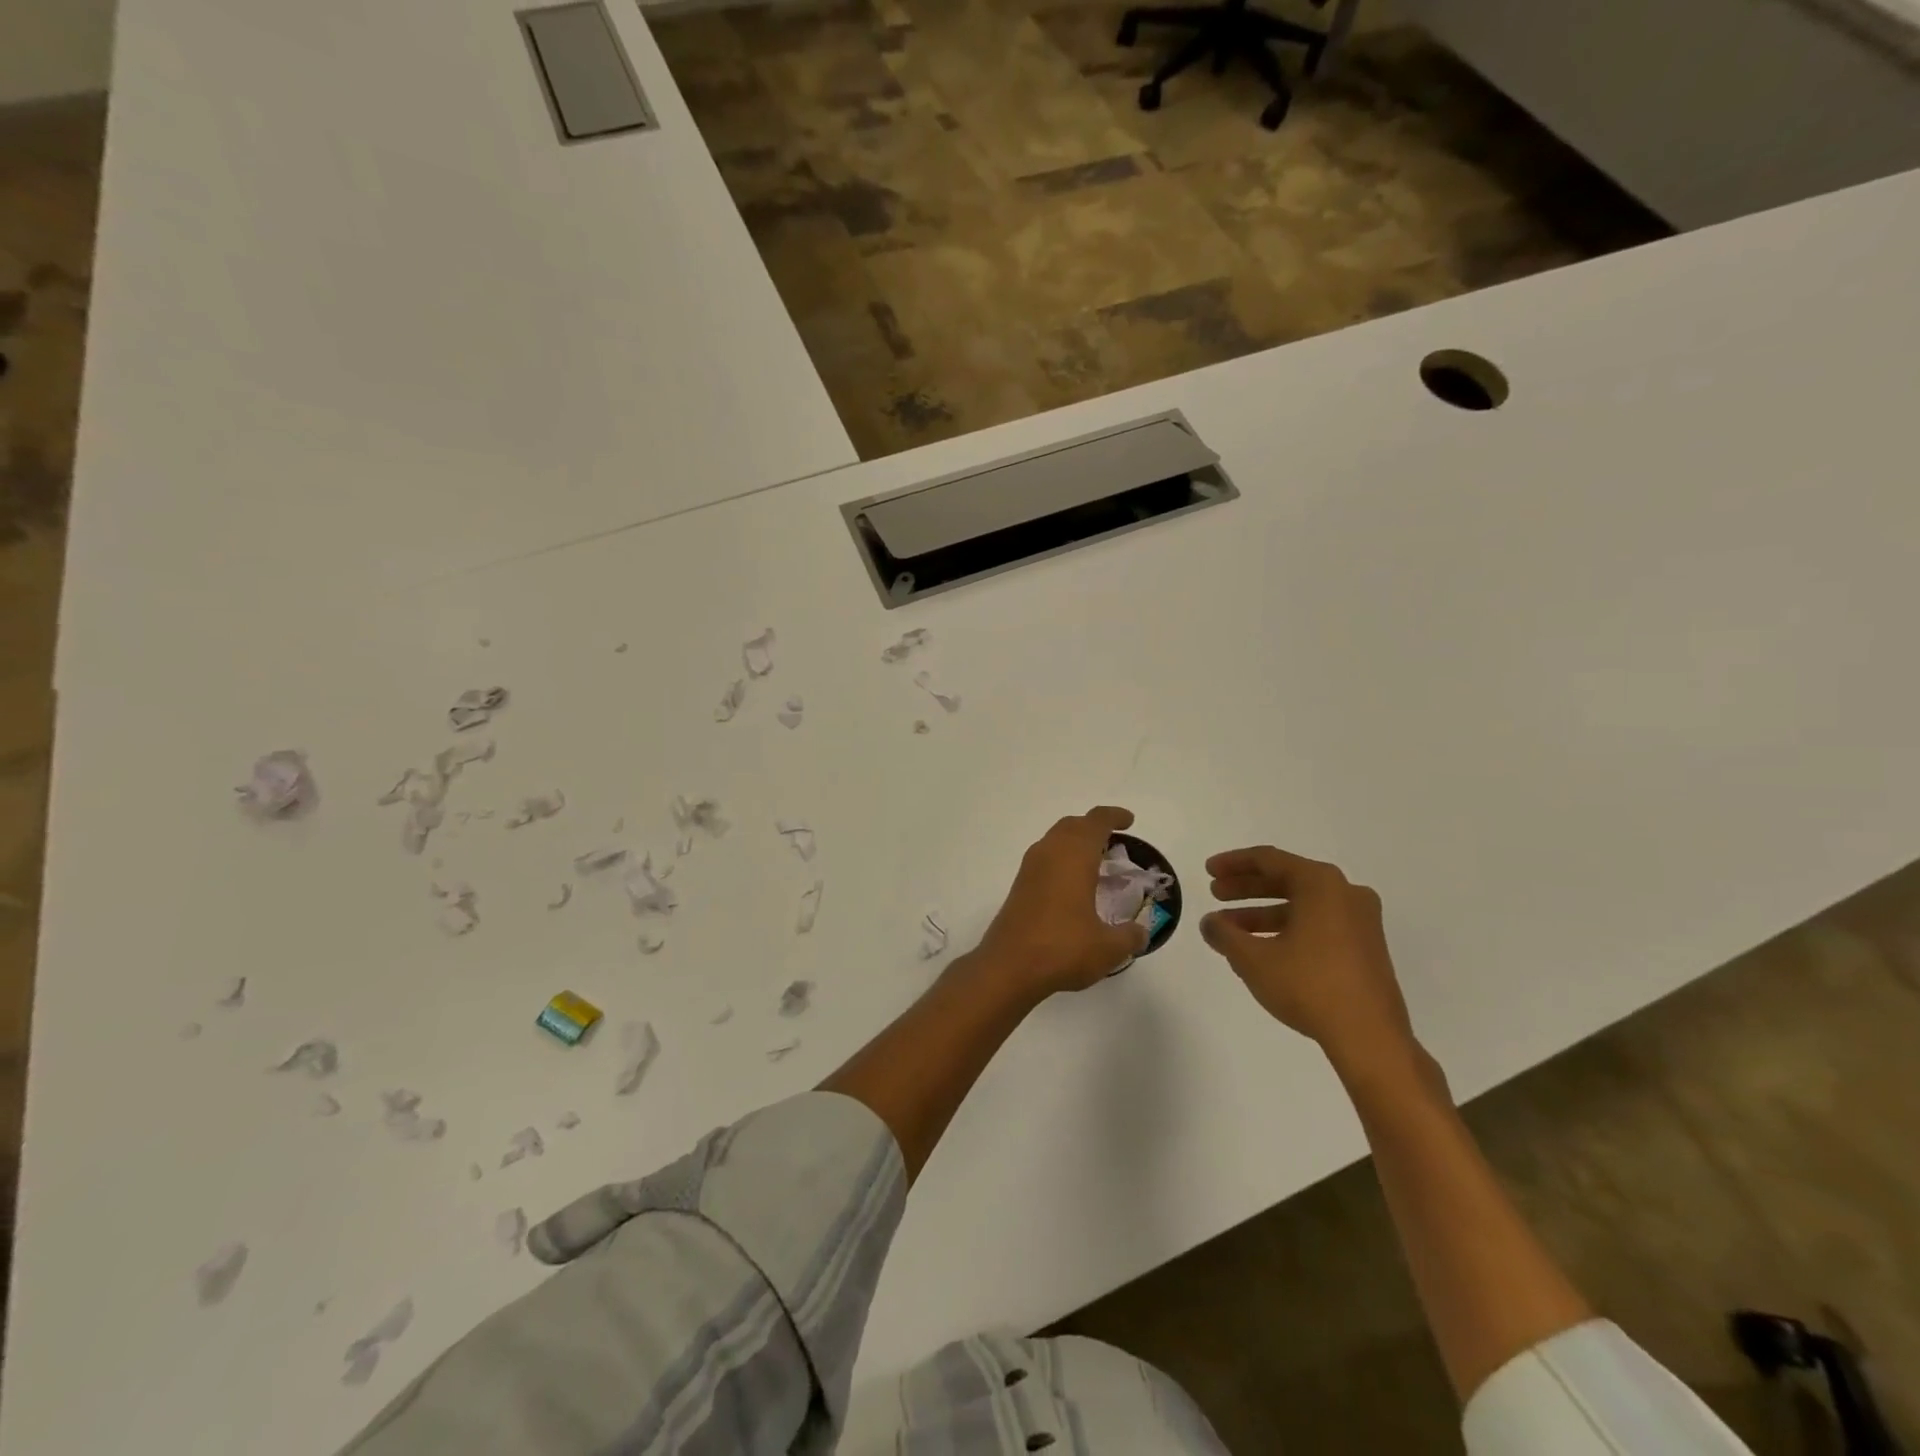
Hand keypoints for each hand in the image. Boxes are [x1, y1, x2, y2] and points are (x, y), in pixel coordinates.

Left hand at [976, 806, 1150, 995]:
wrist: (1008, 966)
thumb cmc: (1063, 948)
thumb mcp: (1108, 948)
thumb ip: (1129, 937)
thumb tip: (1140, 933)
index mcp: (1074, 856)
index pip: (1096, 822)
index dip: (1114, 817)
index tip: (1128, 821)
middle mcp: (1049, 854)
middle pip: (1072, 825)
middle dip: (1092, 827)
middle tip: (1113, 841)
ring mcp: (1030, 869)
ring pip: (1054, 840)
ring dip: (1074, 843)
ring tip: (1095, 862)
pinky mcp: (1019, 886)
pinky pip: (1044, 859)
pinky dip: (1061, 860)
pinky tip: (1072, 886)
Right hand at [1200, 846, 1418, 1078]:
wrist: (1370, 1037)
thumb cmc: (1309, 985)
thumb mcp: (1253, 958)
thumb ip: (1224, 934)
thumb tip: (1210, 923)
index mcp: (1321, 884)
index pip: (1268, 860)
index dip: (1233, 863)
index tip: (1208, 871)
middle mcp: (1345, 893)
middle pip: (1286, 880)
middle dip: (1247, 888)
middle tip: (1216, 894)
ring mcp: (1360, 921)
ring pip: (1301, 905)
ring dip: (1263, 913)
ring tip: (1231, 930)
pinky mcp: (1366, 948)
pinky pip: (1318, 924)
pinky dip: (1287, 929)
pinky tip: (1262, 949)